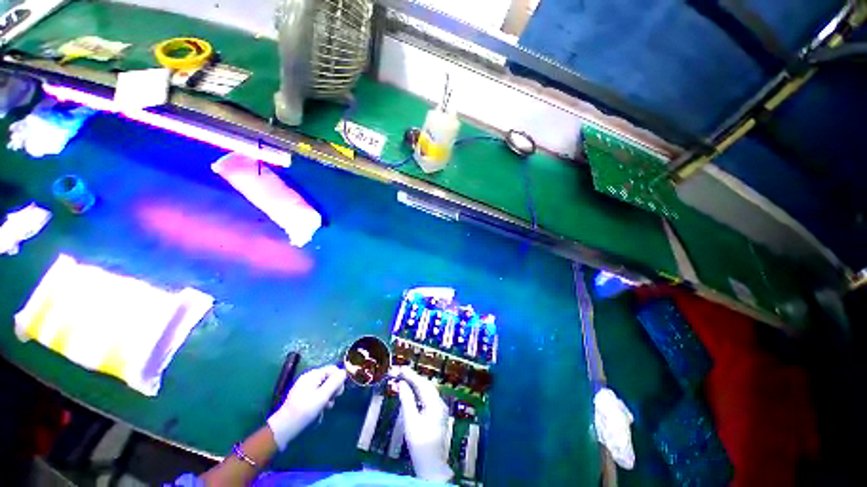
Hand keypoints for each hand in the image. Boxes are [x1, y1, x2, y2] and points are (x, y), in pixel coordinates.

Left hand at [267, 364, 346, 449]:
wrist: (284, 427)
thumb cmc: (304, 410)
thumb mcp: (323, 396)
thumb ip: (335, 382)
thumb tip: (344, 372)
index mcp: (314, 374)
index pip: (334, 369)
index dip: (339, 379)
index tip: (339, 394)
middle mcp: (309, 377)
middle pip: (329, 377)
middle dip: (333, 389)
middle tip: (331, 402)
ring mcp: (305, 386)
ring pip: (324, 386)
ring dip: (327, 396)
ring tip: (325, 408)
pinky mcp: (302, 395)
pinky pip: (317, 393)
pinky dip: (320, 400)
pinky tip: (319, 410)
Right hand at [395, 366, 452, 481]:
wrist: (432, 464)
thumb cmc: (420, 444)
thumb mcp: (410, 421)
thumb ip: (407, 400)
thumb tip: (402, 384)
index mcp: (434, 403)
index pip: (422, 384)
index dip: (411, 375)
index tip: (401, 368)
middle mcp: (439, 402)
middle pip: (426, 385)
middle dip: (413, 377)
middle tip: (400, 371)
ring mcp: (439, 408)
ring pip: (427, 390)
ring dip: (416, 383)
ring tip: (404, 378)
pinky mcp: (437, 413)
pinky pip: (428, 396)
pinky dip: (419, 391)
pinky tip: (412, 391)